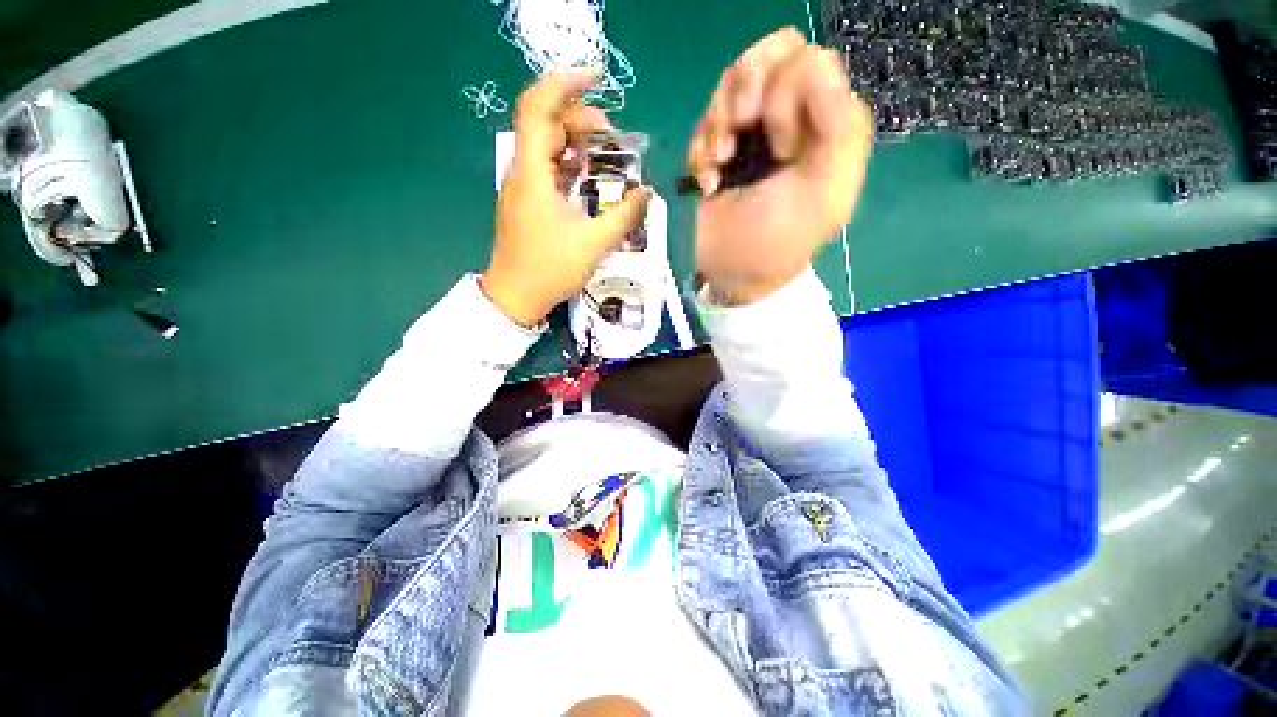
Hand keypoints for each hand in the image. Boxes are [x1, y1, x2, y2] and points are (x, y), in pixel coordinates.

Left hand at [483, 70, 651, 326]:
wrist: (516, 296)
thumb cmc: (551, 269)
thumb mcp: (594, 244)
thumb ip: (624, 216)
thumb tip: (647, 194)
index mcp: (533, 174)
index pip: (538, 108)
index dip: (565, 84)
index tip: (598, 79)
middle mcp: (523, 172)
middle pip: (545, 124)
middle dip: (579, 116)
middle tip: (613, 132)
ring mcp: (522, 187)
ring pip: (544, 146)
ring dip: (574, 139)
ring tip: (604, 149)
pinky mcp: (525, 202)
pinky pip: (545, 168)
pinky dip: (566, 161)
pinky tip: (585, 172)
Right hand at [688, 28, 872, 305]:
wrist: (731, 274)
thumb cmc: (776, 241)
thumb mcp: (823, 193)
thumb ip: (838, 130)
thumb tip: (815, 73)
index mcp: (828, 126)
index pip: (809, 62)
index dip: (786, 97)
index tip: (778, 150)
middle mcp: (794, 118)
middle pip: (772, 54)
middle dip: (746, 98)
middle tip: (737, 147)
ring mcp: (754, 129)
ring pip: (735, 77)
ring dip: (718, 123)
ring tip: (718, 166)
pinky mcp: (721, 146)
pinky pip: (707, 115)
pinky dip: (701, 146)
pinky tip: (706, 180)